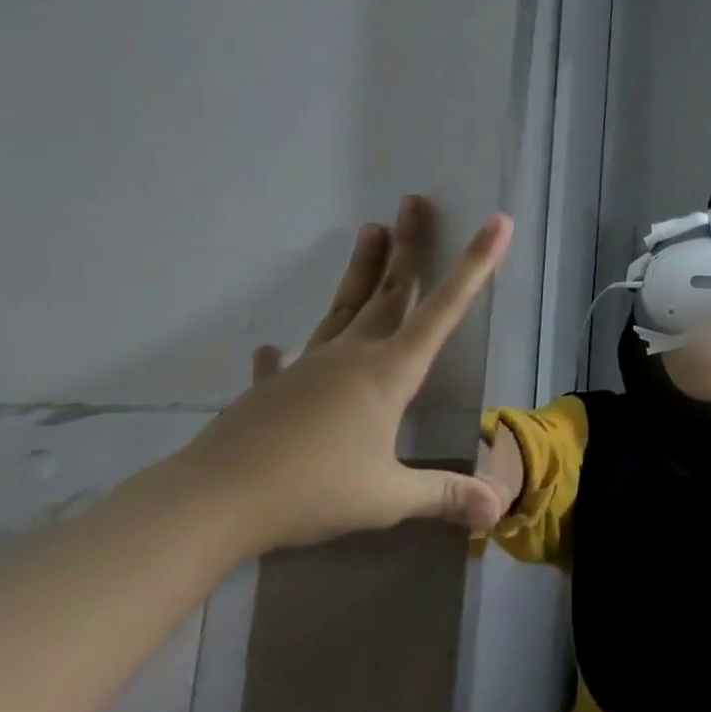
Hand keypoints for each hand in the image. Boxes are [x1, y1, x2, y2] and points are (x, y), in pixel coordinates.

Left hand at [171, 196, 514, 551]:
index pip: (445, 309)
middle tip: (414, 201)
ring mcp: (309, 366)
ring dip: (362, 269)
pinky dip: (284, 354)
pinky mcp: (272, 388)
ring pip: (345, 307)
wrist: (211, 503)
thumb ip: (444, 497)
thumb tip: (499, 510)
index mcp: (390, 371)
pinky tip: (272, 347)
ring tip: (369, 230)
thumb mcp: (387, 498)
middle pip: (391, 290)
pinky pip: (286, 362)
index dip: (475, 265)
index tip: (495, 222)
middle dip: (410, 246)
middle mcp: (354, 355)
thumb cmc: (312, 490)